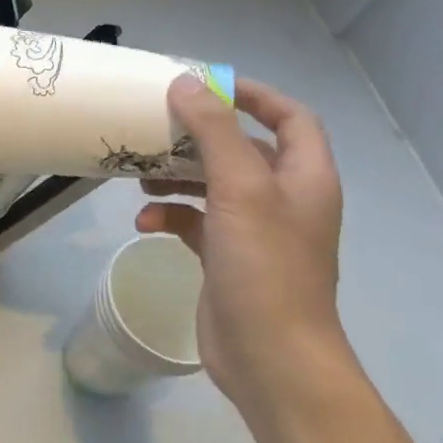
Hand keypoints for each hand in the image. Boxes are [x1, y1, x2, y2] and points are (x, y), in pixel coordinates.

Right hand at [136, 76, 350, 422]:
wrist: (271, 358)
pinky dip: (170, 216)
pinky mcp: (226, 258)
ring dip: (176, 176)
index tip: (205, 85)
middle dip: (198, 137)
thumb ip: (214, 132)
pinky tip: (144, 224)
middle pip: (242, 149)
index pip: (289, 117)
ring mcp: (254, 231)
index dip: (253, 95)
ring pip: (212, 185)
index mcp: (303, 177)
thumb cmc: (265, 267)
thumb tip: (186, 83)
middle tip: (156, 127)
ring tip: (139, 176)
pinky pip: (195, 222)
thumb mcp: (240, 189)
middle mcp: (284, 199)